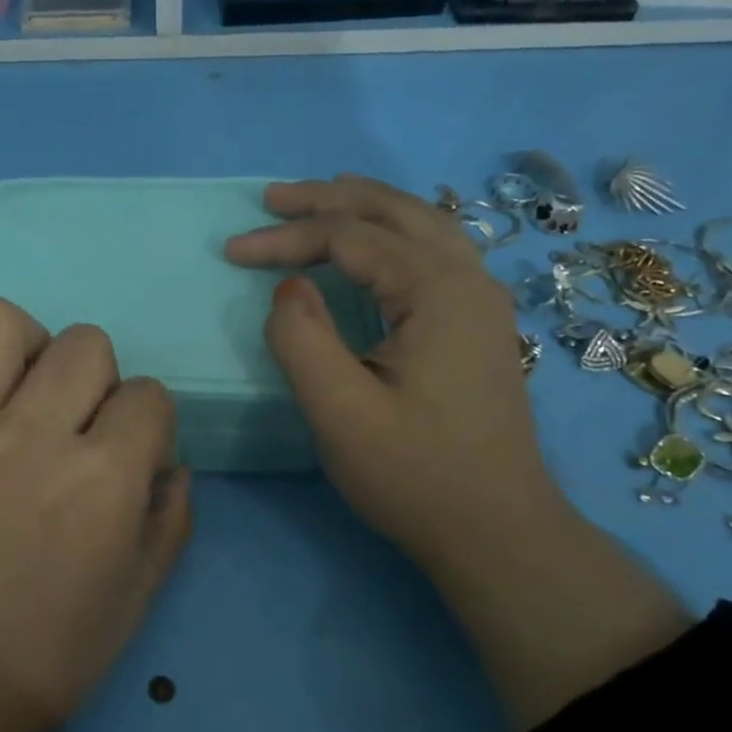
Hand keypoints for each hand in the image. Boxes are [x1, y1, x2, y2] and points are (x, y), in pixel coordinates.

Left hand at [0, 297, 190, 731]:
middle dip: (97, 380)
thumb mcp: (140, 592)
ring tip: (17, 392)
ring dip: (23, 347)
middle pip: (85, 343)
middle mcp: (32, 435)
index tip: (130, 454)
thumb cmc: (54, 647)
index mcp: (102, 478)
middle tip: (75, 425)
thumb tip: (172, 464)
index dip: (149, 423)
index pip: (150, 395)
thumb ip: (171, 518)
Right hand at [224, 174, 557, 566]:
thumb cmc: (415, 475)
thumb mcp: (340, 412)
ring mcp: (480, 299)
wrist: (498, 532)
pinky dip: (389, 232)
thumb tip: (288, 288)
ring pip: (419, 223)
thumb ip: (301, 338)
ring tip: (316, 202)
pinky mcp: (477, 323)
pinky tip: (370, 244)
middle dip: (326, 200)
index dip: (286, 238)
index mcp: (437, 289)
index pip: (350, 237)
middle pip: (392, 211)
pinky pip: (431, 250)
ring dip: (362, 207)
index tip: (232, 252)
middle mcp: (468, 278)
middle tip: (271, 199)